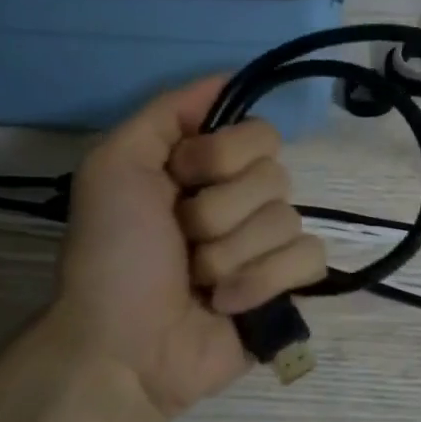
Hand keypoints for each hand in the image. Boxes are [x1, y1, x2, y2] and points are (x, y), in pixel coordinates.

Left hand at [42, 76, 328, 421]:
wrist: (120, 346)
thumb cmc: (112, 255)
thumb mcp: (114, 165)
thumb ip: (168, 112)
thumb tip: (227, 75)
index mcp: (206, 166)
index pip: (258, 132)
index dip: (220, 156)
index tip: (179, 179)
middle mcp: (241, 197)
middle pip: (275, 176)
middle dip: (218, 214)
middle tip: (181, 241)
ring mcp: (266, 244)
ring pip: (288, 220)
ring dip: (230, 255)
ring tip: (197, 282)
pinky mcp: (285, 286)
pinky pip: (308, 259)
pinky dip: (262, 281)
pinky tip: (226, 304)